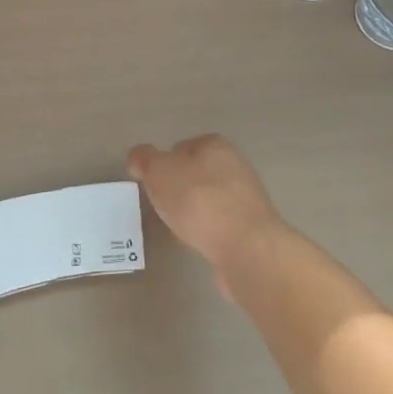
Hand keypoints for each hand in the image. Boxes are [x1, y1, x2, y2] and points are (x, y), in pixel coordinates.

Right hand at [127, 133, 283, 297]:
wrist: (246, 248)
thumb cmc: (198, 200)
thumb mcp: (158, 172)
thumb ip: (144, 159)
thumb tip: (139, 157)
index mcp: (216, 146)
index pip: (184, 146)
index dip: (166, 162)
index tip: (154, 182)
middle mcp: (236, 166)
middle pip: (199, 173)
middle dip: (181, 187)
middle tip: (163, 204)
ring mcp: (248, 198)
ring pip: (211, 199)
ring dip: (195, 211)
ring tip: (179, 227)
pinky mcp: (253, 229)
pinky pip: (222, 224)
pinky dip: (209, 231)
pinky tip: (198, 243)